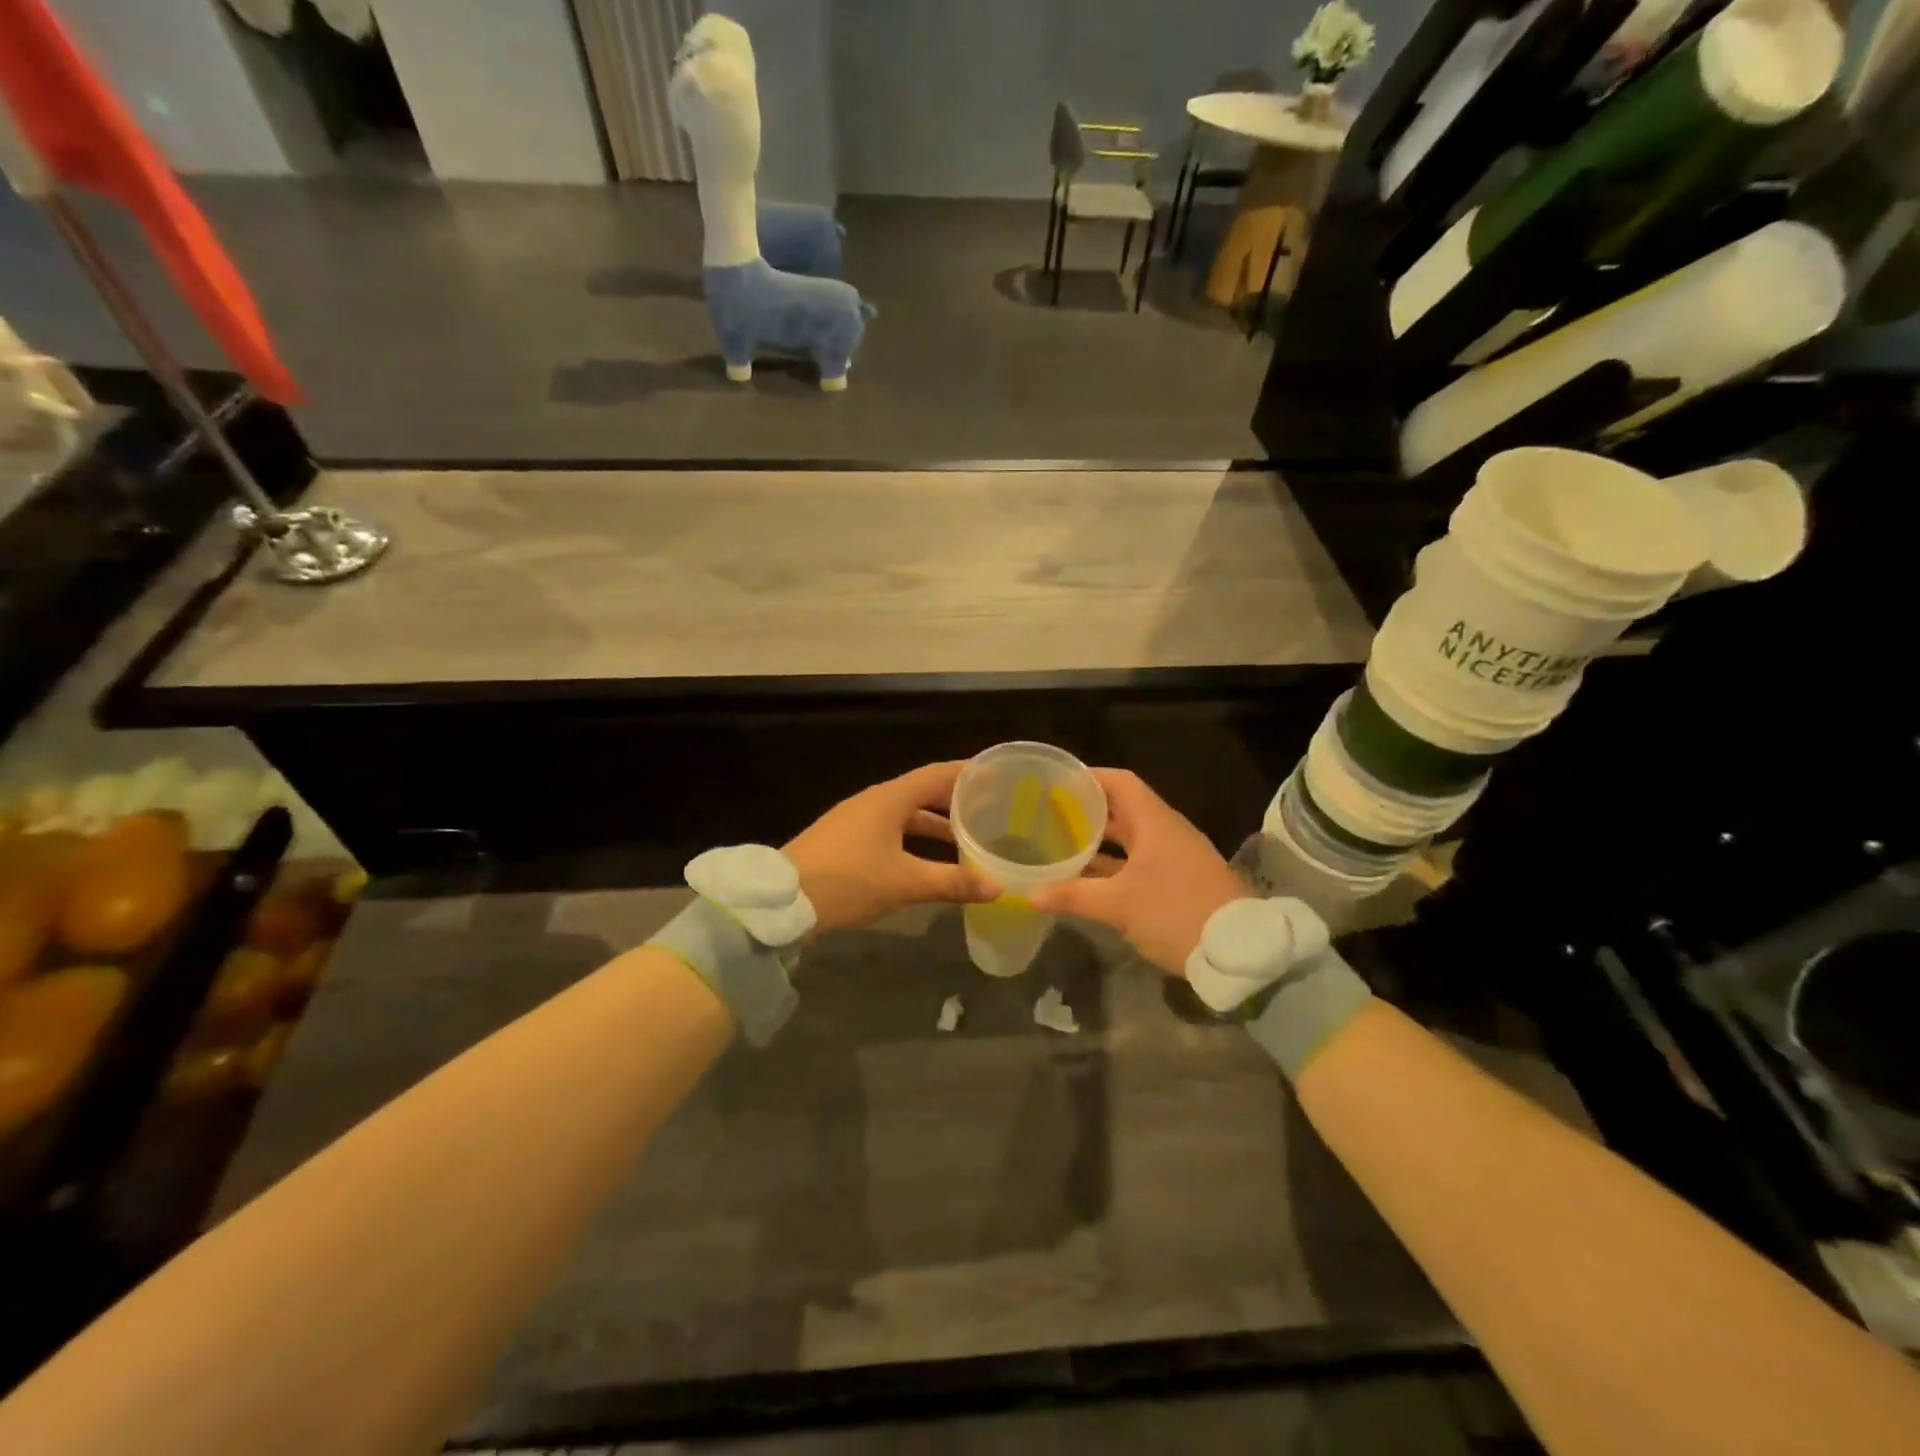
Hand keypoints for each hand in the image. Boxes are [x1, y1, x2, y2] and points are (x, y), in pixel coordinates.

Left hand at [785, 762, 993, 933]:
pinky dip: (914, 837)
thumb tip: (998, 887)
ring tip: (966, 839)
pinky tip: (927, 860)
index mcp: (890, 799)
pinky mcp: (846, 839)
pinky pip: (891, 828)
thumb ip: (952, 882)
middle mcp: (874, 801)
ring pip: (905, 813)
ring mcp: (857, 819)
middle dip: (954, 800)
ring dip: (934, 823)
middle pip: (922, 792)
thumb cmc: (847, 880)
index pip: (937, 774)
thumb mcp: (904, 882)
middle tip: (988, 809)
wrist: (782, 899)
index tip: (996, 775)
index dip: (967, 773)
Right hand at [1027, 769, 1244, 975]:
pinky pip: (1138, 862)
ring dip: (1098, 841)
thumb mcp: (1118, 905)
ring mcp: (1175, 857)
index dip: (1089, 777)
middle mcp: (1166, 832)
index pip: (1120, 782)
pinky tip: (1086, 878)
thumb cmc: (1175, 913)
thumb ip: (1072, 895)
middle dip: (1087, 810)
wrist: (1239, 953)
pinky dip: (1113, 865)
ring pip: (1130, 839)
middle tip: (1049, 813)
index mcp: (1155, 822)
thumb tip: (1029, 893)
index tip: (1057, 781)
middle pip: (1122, 809)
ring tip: (1060, 843)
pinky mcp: (1178, 881)